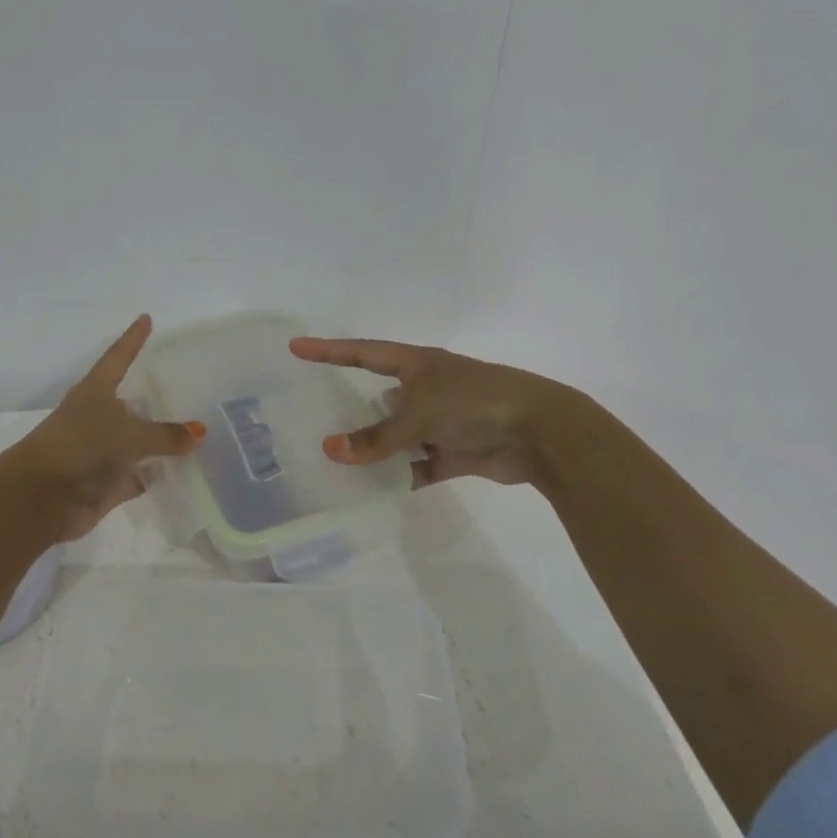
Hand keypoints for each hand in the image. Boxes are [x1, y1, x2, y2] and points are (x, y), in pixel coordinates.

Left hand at [18, 315, 205, 539]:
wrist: (40, 499)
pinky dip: (158, 475)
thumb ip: (165, 434)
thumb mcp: (128, 435)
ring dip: (162, 440)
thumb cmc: (81, 448)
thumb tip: (199, 432)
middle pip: (132, 401)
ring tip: (199, 430)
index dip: (133, 339)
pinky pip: (140, 475)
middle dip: (157, 395)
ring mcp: (102, 452)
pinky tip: (186, 471)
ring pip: (138, 441)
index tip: (146, 319)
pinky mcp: (106, 483)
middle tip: (193, 385)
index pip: (119, 357)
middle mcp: (98, 418)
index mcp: (95, 392)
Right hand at [289, 336, 575, 489]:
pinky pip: (418, 465)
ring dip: (375, 449)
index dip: (328, 351)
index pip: (362, 353)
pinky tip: (374, 490)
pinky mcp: (455, 452)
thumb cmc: (474, 404)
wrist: (541, 433)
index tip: (295, 347)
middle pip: (379, 397)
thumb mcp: (419, 415)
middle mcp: (427, 389)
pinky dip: (400, 476)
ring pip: (397, 435)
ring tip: (336, 462)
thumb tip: (330, 451)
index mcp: (417, 364)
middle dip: (351, 408)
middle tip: (313, 418)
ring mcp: (441, 421)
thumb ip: (375, 437)